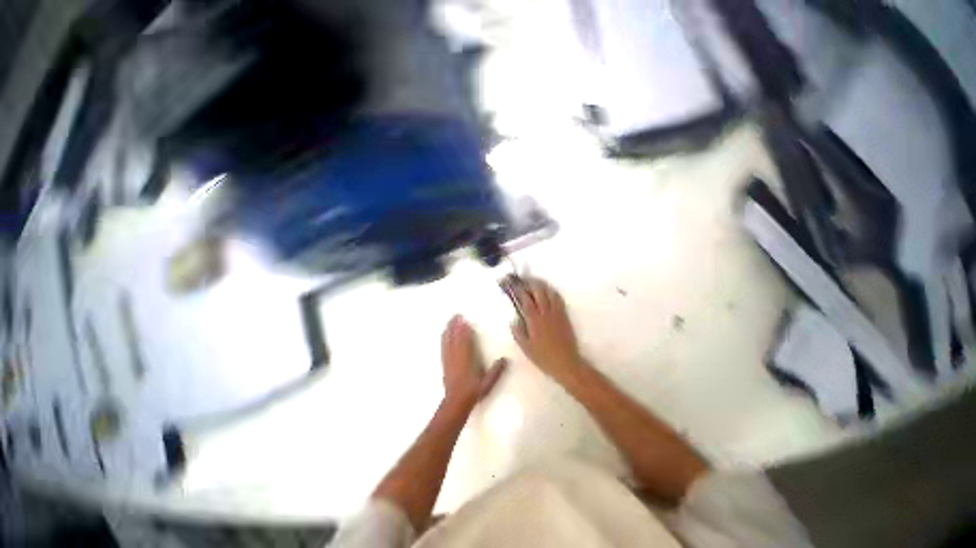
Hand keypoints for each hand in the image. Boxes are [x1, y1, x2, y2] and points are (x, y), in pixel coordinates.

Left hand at [441, 315, 507, 406]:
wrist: (456, 402)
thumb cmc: (473, 391)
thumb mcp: (488, 382)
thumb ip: (496, 370)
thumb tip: (505, 359)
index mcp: (468, 359)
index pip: (465, 340)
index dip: (464, 329)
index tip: (464, 319)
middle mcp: (457, 356)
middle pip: (455, 337)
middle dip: (455, 325)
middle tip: (456, 315)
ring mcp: (449, 359)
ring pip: (448, 341)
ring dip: (449, 329)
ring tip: (449, 321)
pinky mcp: (445, 363)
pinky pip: (444, 347)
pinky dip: (444, 338)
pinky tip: (444, 334)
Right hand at [504, 276, 585, 381]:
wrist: (566, 363)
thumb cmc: (543, 357)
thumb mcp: (525, 347)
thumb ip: (518, 332)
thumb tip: (514, 319)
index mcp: (534, 320)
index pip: (526, 299)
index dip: (519, 289)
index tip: (514, 284)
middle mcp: (545, 313)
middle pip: (538, 291)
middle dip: (530, 282)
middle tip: (524, 279)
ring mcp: (556, 313)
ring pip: (549, 293)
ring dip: (542, 285)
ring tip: (535, 282)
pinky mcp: (564, 316)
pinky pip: (558, 299)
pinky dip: (552, 292)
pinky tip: (548, 291)